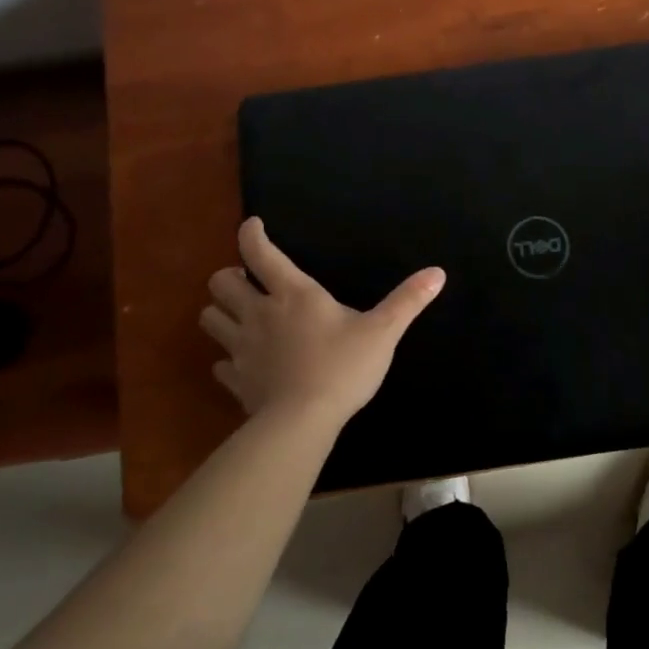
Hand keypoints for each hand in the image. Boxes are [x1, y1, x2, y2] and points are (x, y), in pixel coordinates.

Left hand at [200, 217, 445, 429]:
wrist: (303, 423)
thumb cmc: (342, 368)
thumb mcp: (382, 332)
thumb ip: (407, 301)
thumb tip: (437, 272)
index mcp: (292, 294)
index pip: (259, 252)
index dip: (251, 233)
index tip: (253, 225)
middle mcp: (259, 314)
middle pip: (221, 283)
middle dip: (229, 277)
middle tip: (248, 282)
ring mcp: (242, 349)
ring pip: (210, 319)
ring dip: (220, 313)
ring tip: (239, 317)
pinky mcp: (237, 381)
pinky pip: (220, 365)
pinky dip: (227, 360)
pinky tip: (243, 364)